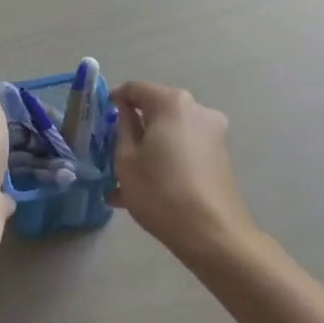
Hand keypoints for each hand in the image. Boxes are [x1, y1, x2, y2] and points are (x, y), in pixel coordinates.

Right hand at [110, 81, 255, 263]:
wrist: (212, 233)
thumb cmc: (160, 191)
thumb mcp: (126, 159)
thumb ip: (124, 128)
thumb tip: (127, 112)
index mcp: (172, 103)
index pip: (135, 89)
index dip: (115, 101)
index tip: (102, 121)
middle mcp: (197, 110)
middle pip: (157, 110)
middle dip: (135, 128)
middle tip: (113, 153)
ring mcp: (214, 133)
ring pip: (171, 133)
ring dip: (150, 149)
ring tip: (127, 182)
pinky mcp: (221, 156)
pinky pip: (185, 149)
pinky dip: (167, 161)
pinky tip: (149, 191)